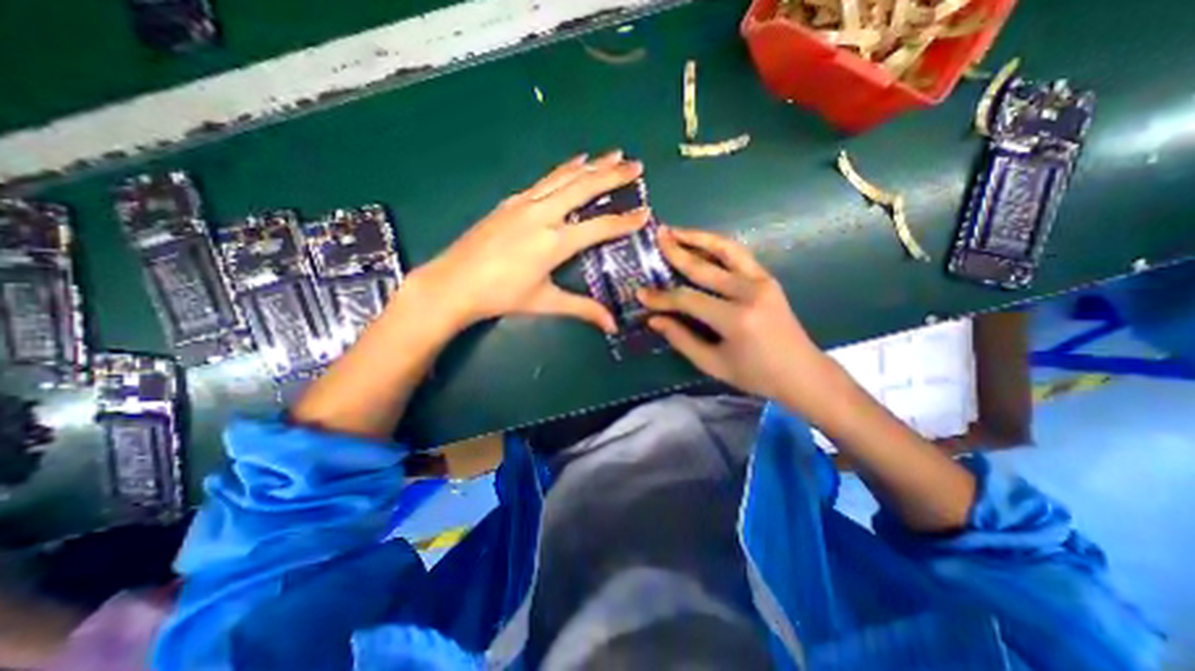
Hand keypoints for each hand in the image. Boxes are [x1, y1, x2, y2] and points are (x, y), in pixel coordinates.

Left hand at [411, 150, 652, 330]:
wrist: (454, 283)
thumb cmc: (501, 296)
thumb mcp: (545, 303)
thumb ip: (582, 309)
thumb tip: (612, 326)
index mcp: (554, 242)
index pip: (599, 227)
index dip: (624, 221)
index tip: (645, 213)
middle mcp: (542, 215)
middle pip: (584, 188)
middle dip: (613, 175)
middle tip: (637, 165)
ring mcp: (524, 204)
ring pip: (565, 177)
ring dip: (592, 164)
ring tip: (613, 154)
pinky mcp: (511, 202)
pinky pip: (545, 180)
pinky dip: (565, 169)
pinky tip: (574, 163)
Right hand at [635, 224, 832, 407]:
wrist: (802, 372)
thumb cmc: (755, 375)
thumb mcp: (713, 364)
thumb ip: (681, 339)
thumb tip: (654, 319)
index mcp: (735, 319)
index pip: (688, 300)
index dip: (662, 297)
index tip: (641, 293)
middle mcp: (749, 293)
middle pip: (704, 267)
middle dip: (676, 252)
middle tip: (657, 238)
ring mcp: (762, 281)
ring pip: (726, 250)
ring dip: (699, 237)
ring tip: (677, 231)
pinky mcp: (768, 278)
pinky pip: (739, 255)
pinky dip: (718, 246)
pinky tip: (701, 243)